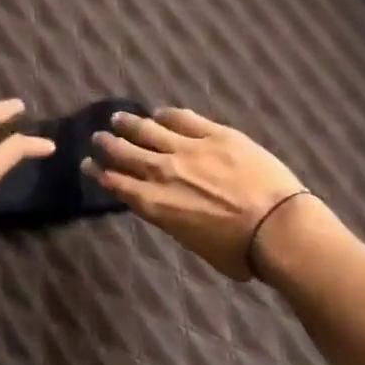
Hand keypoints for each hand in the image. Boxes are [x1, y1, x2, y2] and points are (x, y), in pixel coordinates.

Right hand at [88, 108, 307, 280]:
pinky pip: (183, 118)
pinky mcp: (215, 134)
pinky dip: (166, 115)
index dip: (99, 172)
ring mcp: (189, 149)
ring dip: (130, 124)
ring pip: (148, 130)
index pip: (117, 183)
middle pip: (126, 153)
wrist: (276, 228)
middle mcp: (163, 172)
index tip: (88, 164)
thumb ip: (175, 221)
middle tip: (98, 137)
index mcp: (155, 204)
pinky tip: (159, 113)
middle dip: (108, 144)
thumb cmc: (239, 252)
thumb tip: (173, 210)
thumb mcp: (194, 243)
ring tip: (118, 118)